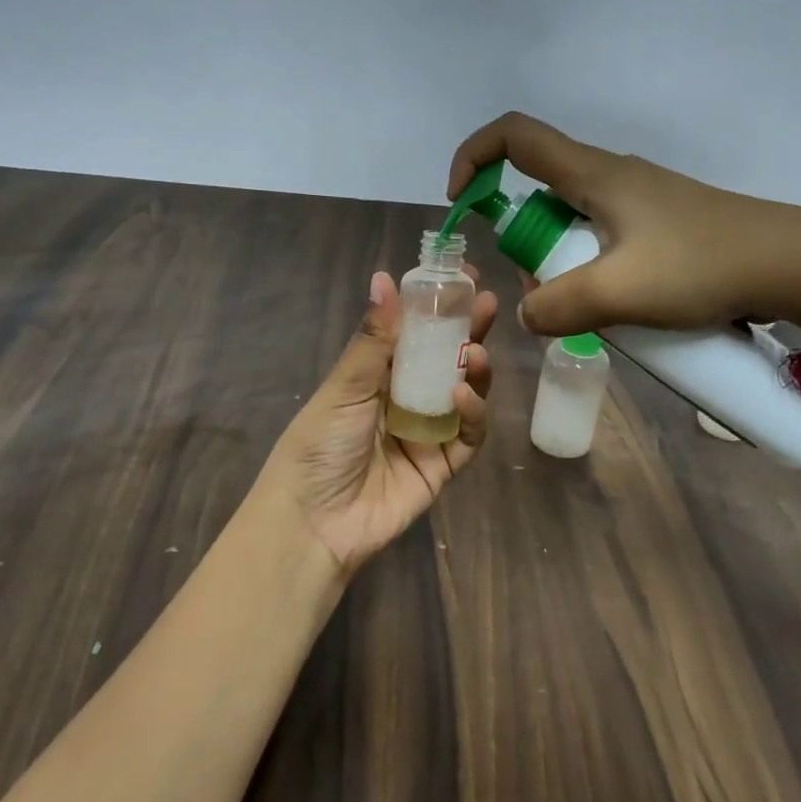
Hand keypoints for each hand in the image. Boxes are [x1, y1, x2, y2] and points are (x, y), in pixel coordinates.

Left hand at [258, 269, 498, 576]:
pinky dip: (472, 413)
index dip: (436, 307)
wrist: (315, 524)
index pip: (413, 333)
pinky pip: (468, 435)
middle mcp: (404, 399)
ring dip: (474, 369)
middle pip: (444, 359)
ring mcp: (427, 432)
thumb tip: (384, 277)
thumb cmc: (319, 446)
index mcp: (375, 376)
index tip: (460, 278)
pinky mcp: (444, 465)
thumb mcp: (344, 387)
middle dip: (466, 330)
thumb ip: (374, 338)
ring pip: (464, 393)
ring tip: (475, 350)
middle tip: (485, 304)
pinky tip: (463, 394)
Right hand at [447, 111, 800, 335]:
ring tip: (595, 313)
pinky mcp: (660, 227)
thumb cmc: (702, 265)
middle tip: (549, 294)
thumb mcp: (620, 292)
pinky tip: (624, 312)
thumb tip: (529, 313)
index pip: (514, 135)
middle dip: (526, 245)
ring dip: (564, 267)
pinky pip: (605, 244)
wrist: (792, 266)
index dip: (474, 157)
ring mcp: (639, 202)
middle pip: (539, 192)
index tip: (461, 203)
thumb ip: (559, 305)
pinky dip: (595, 275)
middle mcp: (611, 177)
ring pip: (573, 226)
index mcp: (594, 174)